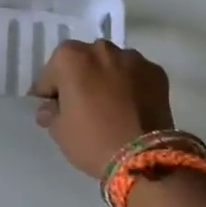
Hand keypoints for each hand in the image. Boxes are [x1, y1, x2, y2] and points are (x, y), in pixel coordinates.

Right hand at [32, 39, 174, 178]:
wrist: (145, 157)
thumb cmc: (92, 140)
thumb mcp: (59, 131)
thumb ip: (50, 112)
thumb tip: (51, 107)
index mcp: (70, 58)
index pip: (50, 74)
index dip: (49, 93)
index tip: (53, 109)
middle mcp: (100, 49)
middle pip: (82, 62)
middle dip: (79, 79)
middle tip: (81, 106)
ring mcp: (132, 58)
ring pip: (111, 65)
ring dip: (106, 79)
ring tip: (110, 106)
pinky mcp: (156, 72)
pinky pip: (134, 75)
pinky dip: (130, 86)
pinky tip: (131, 107)